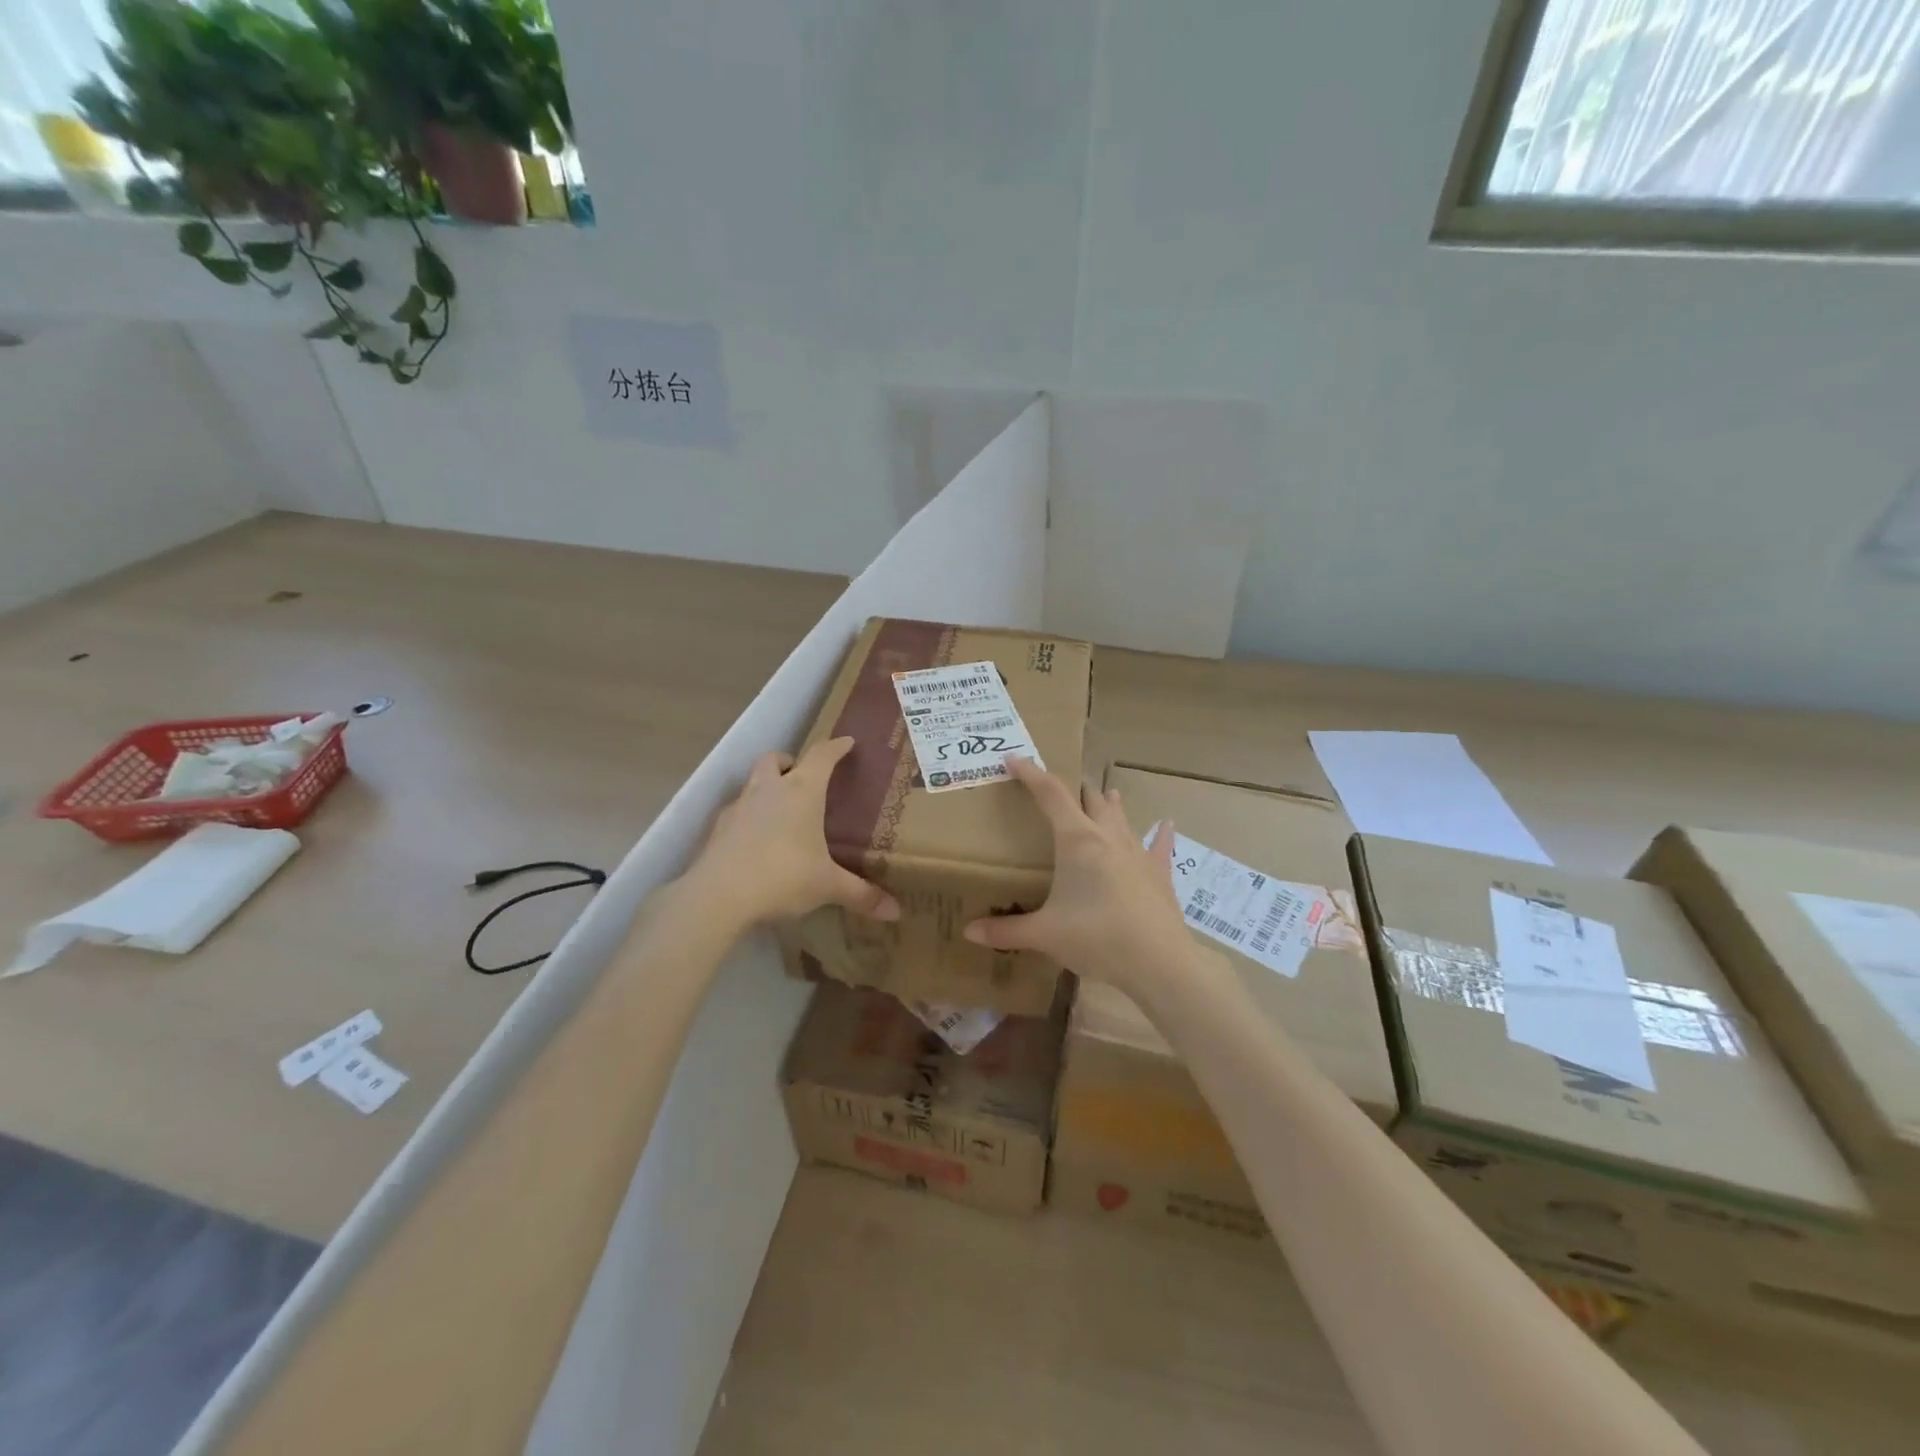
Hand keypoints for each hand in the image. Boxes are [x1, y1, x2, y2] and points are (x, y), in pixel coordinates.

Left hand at [683, 737, 900, 930]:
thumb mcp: (827, 886)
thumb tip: (896, 911)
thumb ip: (861, 894)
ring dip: (766, 787)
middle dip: (790, 761)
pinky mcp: (717, 828)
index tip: (846, 743)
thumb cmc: (783, 875)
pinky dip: (748, 817)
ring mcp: (738, 806)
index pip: (822, 756)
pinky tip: (756, 841)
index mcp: (802, 791)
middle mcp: (769, 789)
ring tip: (780, 811)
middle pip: (775, 759)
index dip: (836, 747)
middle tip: (803, 777)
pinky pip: (737, 812)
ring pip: (752, 782)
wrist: (718, 895)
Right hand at [963, 755, 1189, 994]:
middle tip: (1057, 788)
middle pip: (1089, 798)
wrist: (1158, 962)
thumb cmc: (1096, 938)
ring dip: (1107, 804)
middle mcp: (1107, 835)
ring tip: (1102, 793)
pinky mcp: (1158, 871)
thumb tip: (969, 931)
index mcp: (1077, 840)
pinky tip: (1166, 824)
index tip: (1014, 759)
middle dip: (1072, 788)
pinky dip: (1159, 833)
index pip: (1050, 793)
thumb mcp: (1044, 935)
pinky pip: (1159, 845)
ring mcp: (1137, 851)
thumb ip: (1006, 930)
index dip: (1030, 773)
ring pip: (1120, 816)